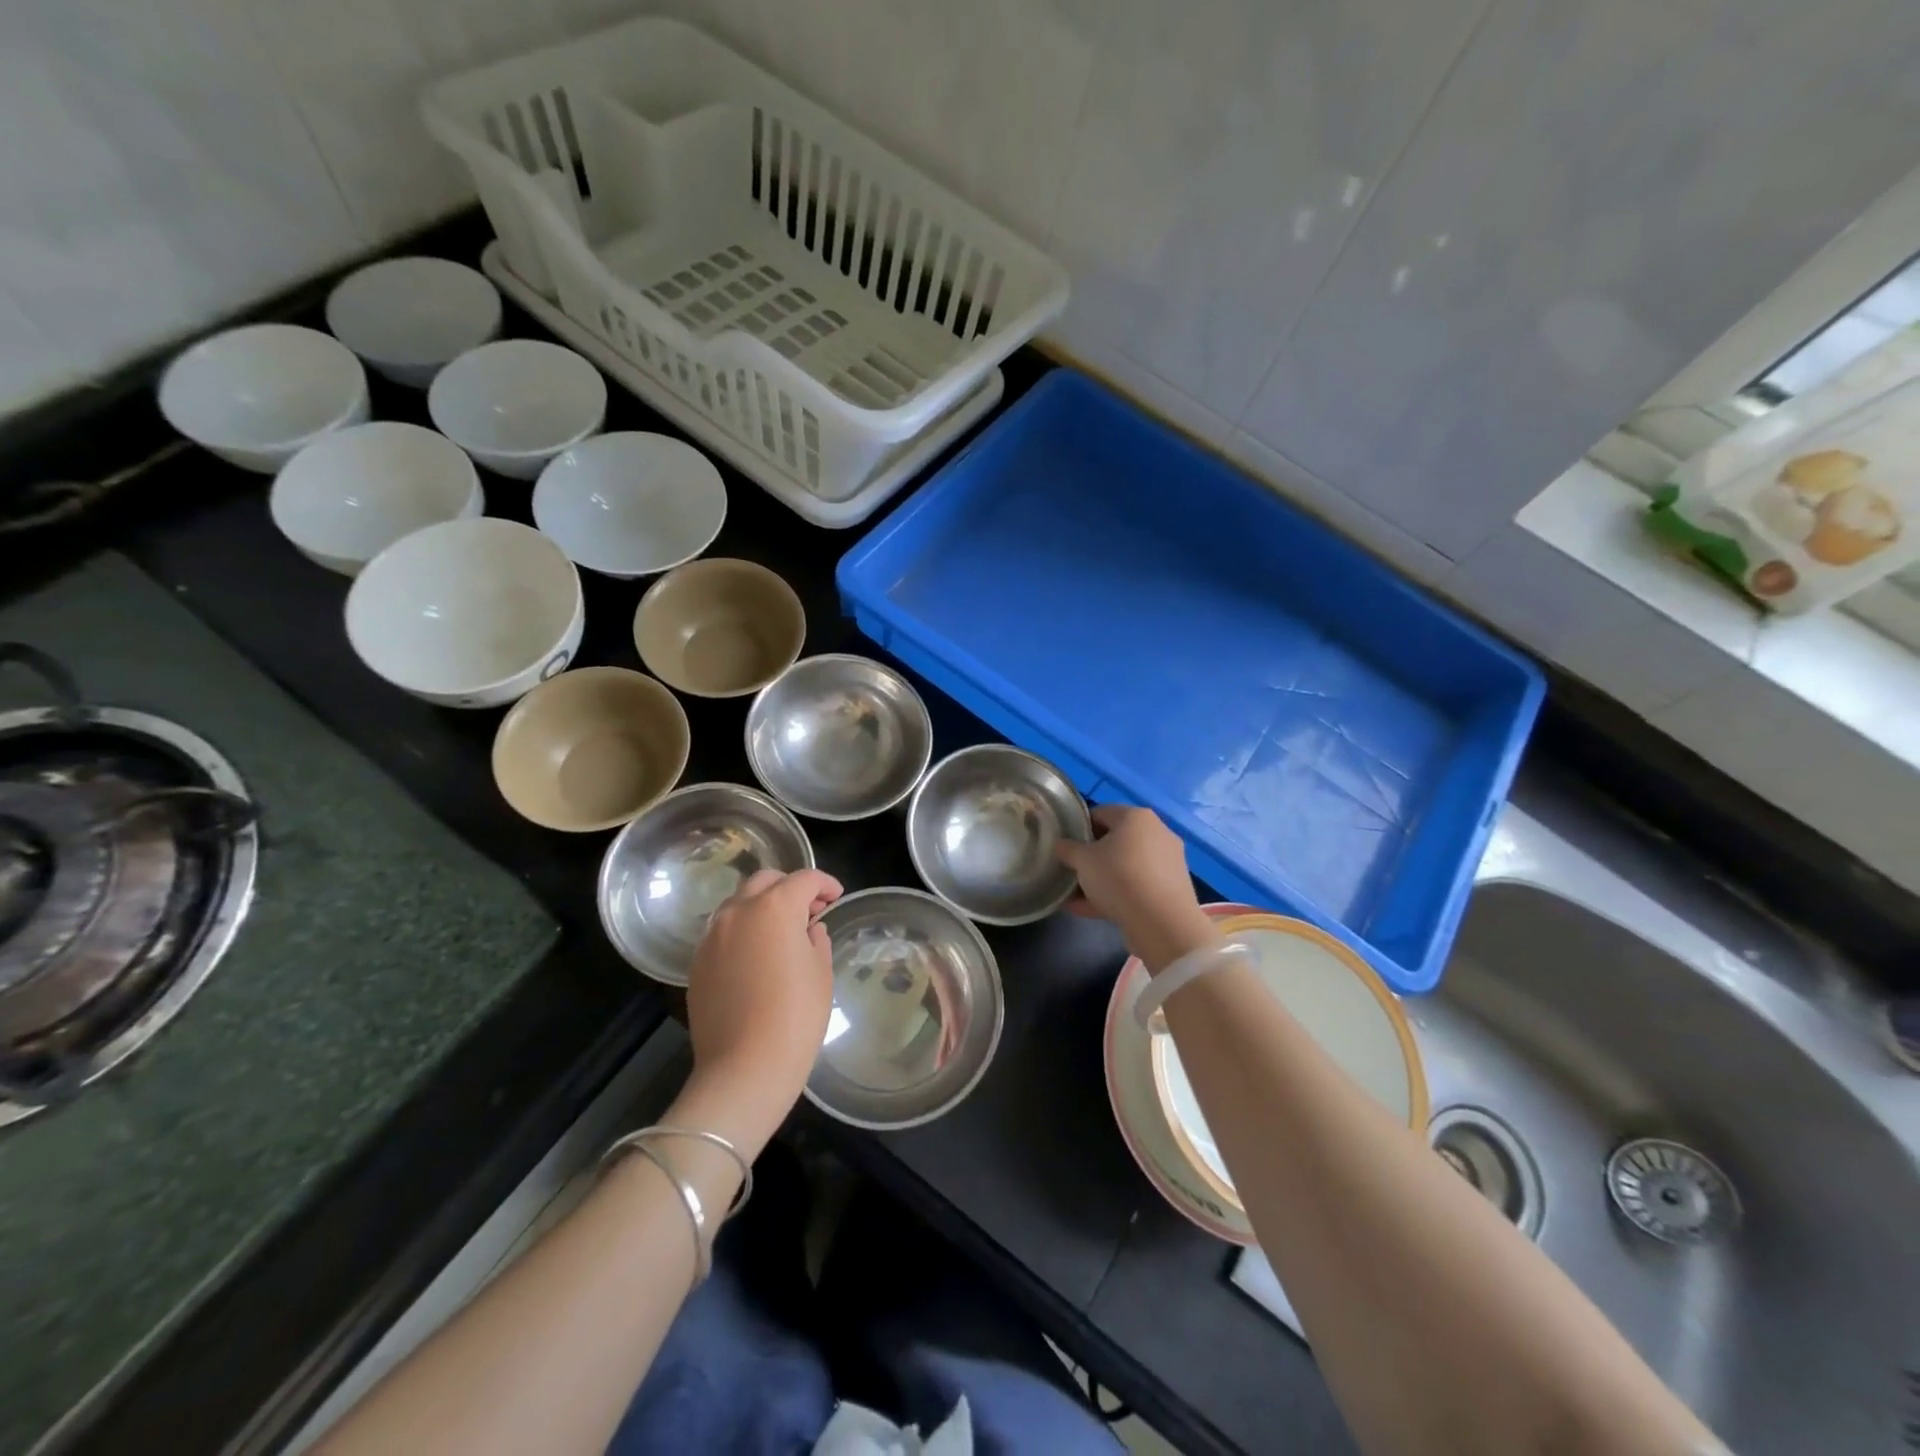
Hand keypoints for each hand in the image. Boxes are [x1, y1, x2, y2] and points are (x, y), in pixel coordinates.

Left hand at [680, 868, 841, 1151]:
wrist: (743, 1070)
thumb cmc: (795, 1018)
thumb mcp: (821, 973)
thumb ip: (816, 940)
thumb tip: (808, 930)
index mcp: (774, 908)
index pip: (804, 879)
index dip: (825, 884)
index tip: (836, 897)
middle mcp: (737, 912)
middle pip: (765, 881)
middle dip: (790, 887)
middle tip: (809, 910)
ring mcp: (712, 937)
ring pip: (738, 904)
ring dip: (762, 907)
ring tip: (782, 933)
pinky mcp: (697, 963)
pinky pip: (723, 932)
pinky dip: (743, 931)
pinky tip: (757, 957)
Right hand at [1056, 805, 1217, 972]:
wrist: (1162, 923)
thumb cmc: (1118, 877)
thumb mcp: (1082, 861)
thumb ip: (1068, 849)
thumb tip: (1060, 844)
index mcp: (1136, 817)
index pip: (1100, 813)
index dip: (1079, 827)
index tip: (1065, 845)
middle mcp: (1156, 833)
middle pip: (1115, 840)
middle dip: (1091, 856)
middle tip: (1072, 870)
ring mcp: (1167, 861)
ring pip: (1125, 866)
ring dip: (1101, 878)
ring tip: (1076, 896)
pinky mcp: (1171, 888)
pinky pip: (1136, 886)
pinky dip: (1116, 894)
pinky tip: (1090, 910)